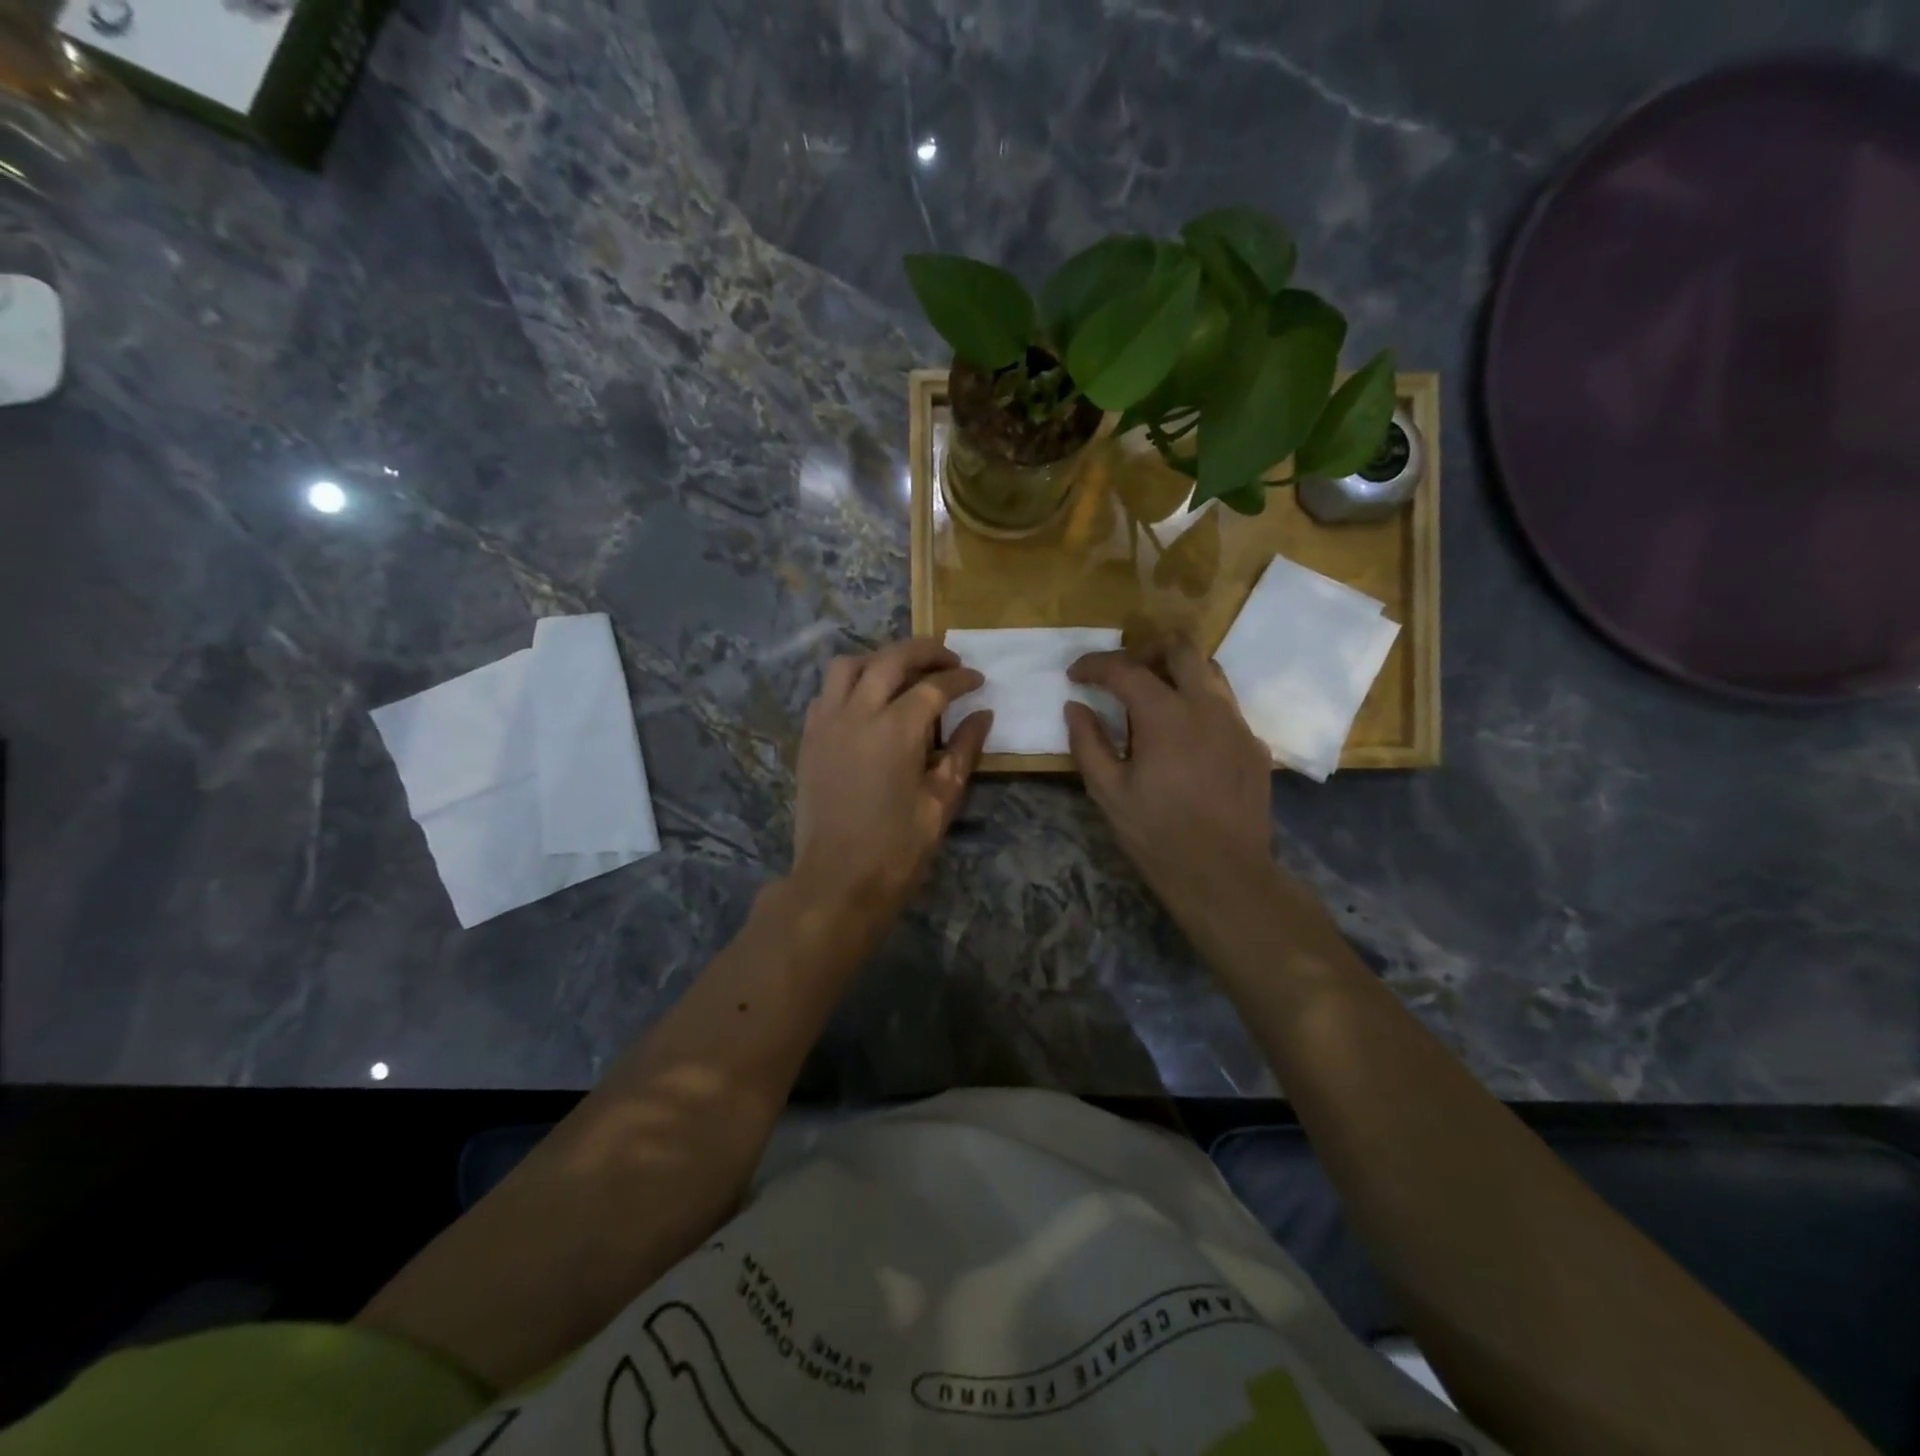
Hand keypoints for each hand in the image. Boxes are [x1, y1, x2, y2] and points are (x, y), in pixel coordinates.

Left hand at [790, 637, 991, 937]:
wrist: (836, 882)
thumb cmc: (896, 850)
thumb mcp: (941, 802)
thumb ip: (962, 751)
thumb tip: (982, 715)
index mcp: (896, 730)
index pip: (934, 686)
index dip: (960, 679)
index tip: (978, 680)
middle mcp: (857, 713)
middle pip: (891, 659)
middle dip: (925, 651)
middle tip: (950, 659)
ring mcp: (826, 723)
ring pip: (850, 665)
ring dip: (881, 659)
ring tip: (905, 673)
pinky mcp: (809, 738)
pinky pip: (828, 691)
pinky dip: (852, 682)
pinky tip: (869, 700)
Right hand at [1064, 637, 1274, 922]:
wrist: (1224, 874)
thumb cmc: (1157, 835)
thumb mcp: (1108, 792)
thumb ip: (1088, 743)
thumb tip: (1075, 707)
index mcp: (1166, 716)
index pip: (1125, 669)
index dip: (1094, 665)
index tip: (1075, 675)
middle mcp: (1207, 707)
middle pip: (1181, 647)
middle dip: (1145, 650)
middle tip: (1121, 675)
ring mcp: (1237, 724)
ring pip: (1209, 671)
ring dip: (1176, 673)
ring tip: (1152, 701)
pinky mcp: (1253, 745)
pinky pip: (1224, 706)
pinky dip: (1198, 705)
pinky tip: (1183, 739)